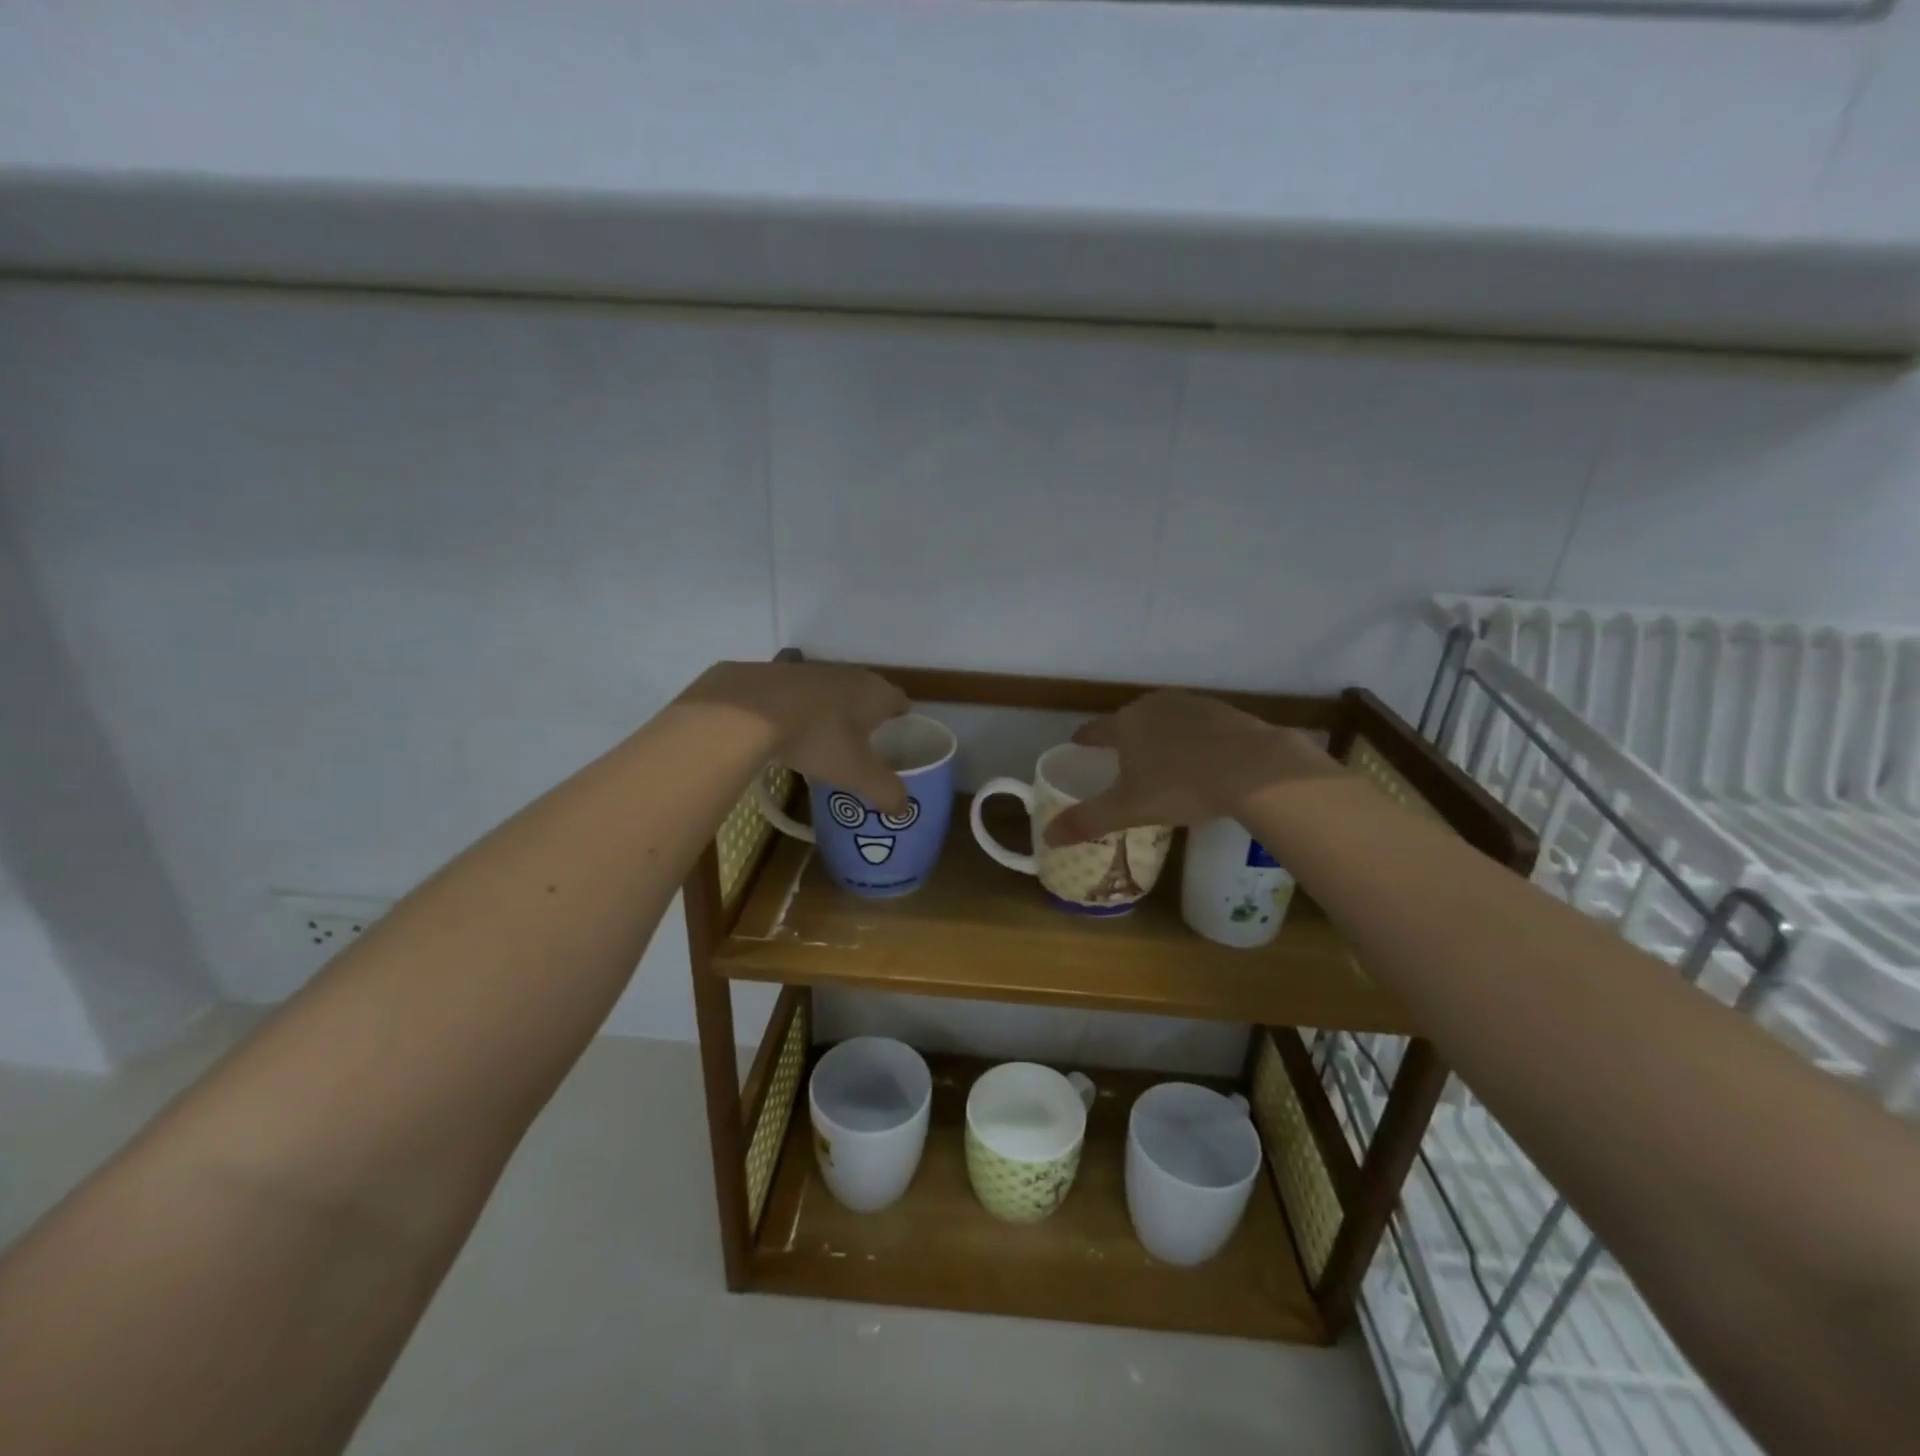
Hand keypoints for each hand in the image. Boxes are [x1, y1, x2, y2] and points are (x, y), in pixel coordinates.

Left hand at [680, 661, 911, 814]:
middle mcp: (849, 674)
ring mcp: (812, 670)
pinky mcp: (779, 673)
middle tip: (865, 747)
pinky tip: (790, 731)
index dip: (902, 721)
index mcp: (876, 693)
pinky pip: (802, 695)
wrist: (748, 710)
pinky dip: (802, 710)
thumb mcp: (855, 773)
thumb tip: (904, 808)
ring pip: (834, 693)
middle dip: (868, 718)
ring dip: (834, 712)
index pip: (901, 702)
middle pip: (867, 695)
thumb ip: (884, 790)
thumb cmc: (817, 738)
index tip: (898, 740)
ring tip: (827, 742)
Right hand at [1044, 690, 1337, 845]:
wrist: (1253, 768)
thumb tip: (1047, 837)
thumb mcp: (1129, 809)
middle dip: (1124, 739)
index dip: (1085, 740)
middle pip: (1130, 721)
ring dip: (1159, 737)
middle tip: (1122, 762)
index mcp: (1125, 723)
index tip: (1079, 746)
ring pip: (1165, 720)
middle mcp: (1154, 705)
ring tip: (1161, 761)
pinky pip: (1197, 726)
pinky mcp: (1225, 712)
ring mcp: (1192, 705)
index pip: (1094, 730)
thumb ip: (1087, 821)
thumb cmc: (1180, 786)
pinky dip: (1192, 740)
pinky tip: (1201, 760)